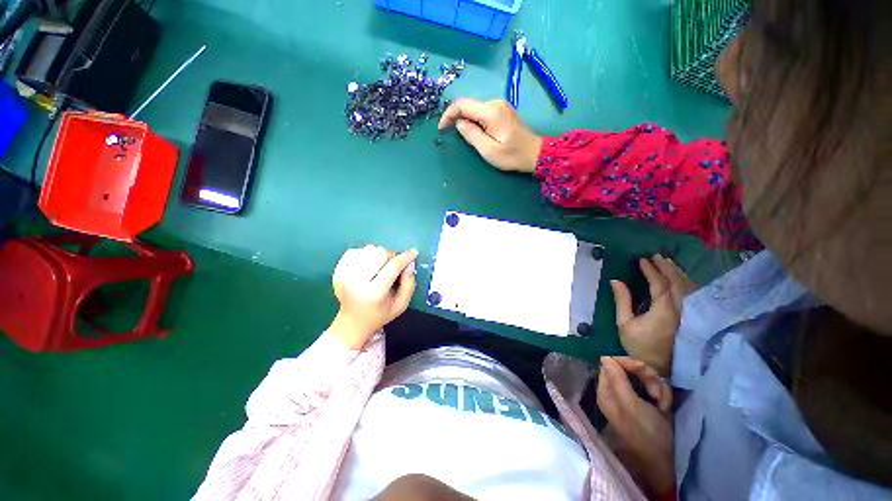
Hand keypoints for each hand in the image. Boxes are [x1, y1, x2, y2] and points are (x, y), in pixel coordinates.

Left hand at [327, 245, 417, 348]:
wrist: (352, 323)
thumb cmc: (380, 314)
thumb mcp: (401, 304)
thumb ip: (409, 284)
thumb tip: (410, 263)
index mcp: (374, 293)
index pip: (393, 266)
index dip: (405, 257)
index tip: (413, 252)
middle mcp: (356, 282)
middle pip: (380, 253)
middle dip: (392, 256)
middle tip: (394, 266)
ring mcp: (344, 275)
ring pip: (368, 249)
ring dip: (378, 255)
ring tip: (379, 267)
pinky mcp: (337, 271)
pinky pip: (355, 250)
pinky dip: (364, 254)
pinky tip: (367, 266)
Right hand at [438, 98, 542, 172]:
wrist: (534, 153)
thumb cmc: (511, 156)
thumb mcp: (488, 150)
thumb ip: (471, 135)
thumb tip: (459, 123)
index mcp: (491, 112)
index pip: (462, 104)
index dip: (448, 114)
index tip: (441, 128)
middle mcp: (495, 103)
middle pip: (468, 106)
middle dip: (457, 119)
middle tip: (456, 137)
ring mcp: (500, 105)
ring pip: (475, 109)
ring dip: (467, 121)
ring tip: (470, 139)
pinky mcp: (502, 110)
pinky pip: (482, 112)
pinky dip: (475, 121)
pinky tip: (478, 134)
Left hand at [597, 356, 673, 496]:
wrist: (667, 459)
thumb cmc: (646, 432)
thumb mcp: (630, 405)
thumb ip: (617, 379)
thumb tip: (603, 356)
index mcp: (606, 391)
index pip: (610, 363)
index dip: (627, 363)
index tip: (642, 368)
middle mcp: (616, 391)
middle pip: (628, 368)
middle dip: (646, 377)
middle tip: (655, 393)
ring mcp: (631, 395)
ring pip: (644, 376)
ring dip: (657, 387)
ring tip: (662, 404)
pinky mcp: (646, 400)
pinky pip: (654, 386)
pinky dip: (662, 394)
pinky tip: (665, 407)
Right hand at [610, 255, 694, 375]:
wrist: (660, 367)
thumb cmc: (639, 346)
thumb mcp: (624, 324)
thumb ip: (622, 300)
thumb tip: (615, 280)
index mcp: (663, 310)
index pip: (659, 284)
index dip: (651, 270)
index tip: (642, 259)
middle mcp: (680, 309)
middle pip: (677, 282)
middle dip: (666, 267)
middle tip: (656, 255)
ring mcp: (689, 313)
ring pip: (687, 286)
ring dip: (677, 272)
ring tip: (667, 261)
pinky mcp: (692, 317)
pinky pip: (691, 293)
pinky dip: (685, 281)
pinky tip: (679, 277)